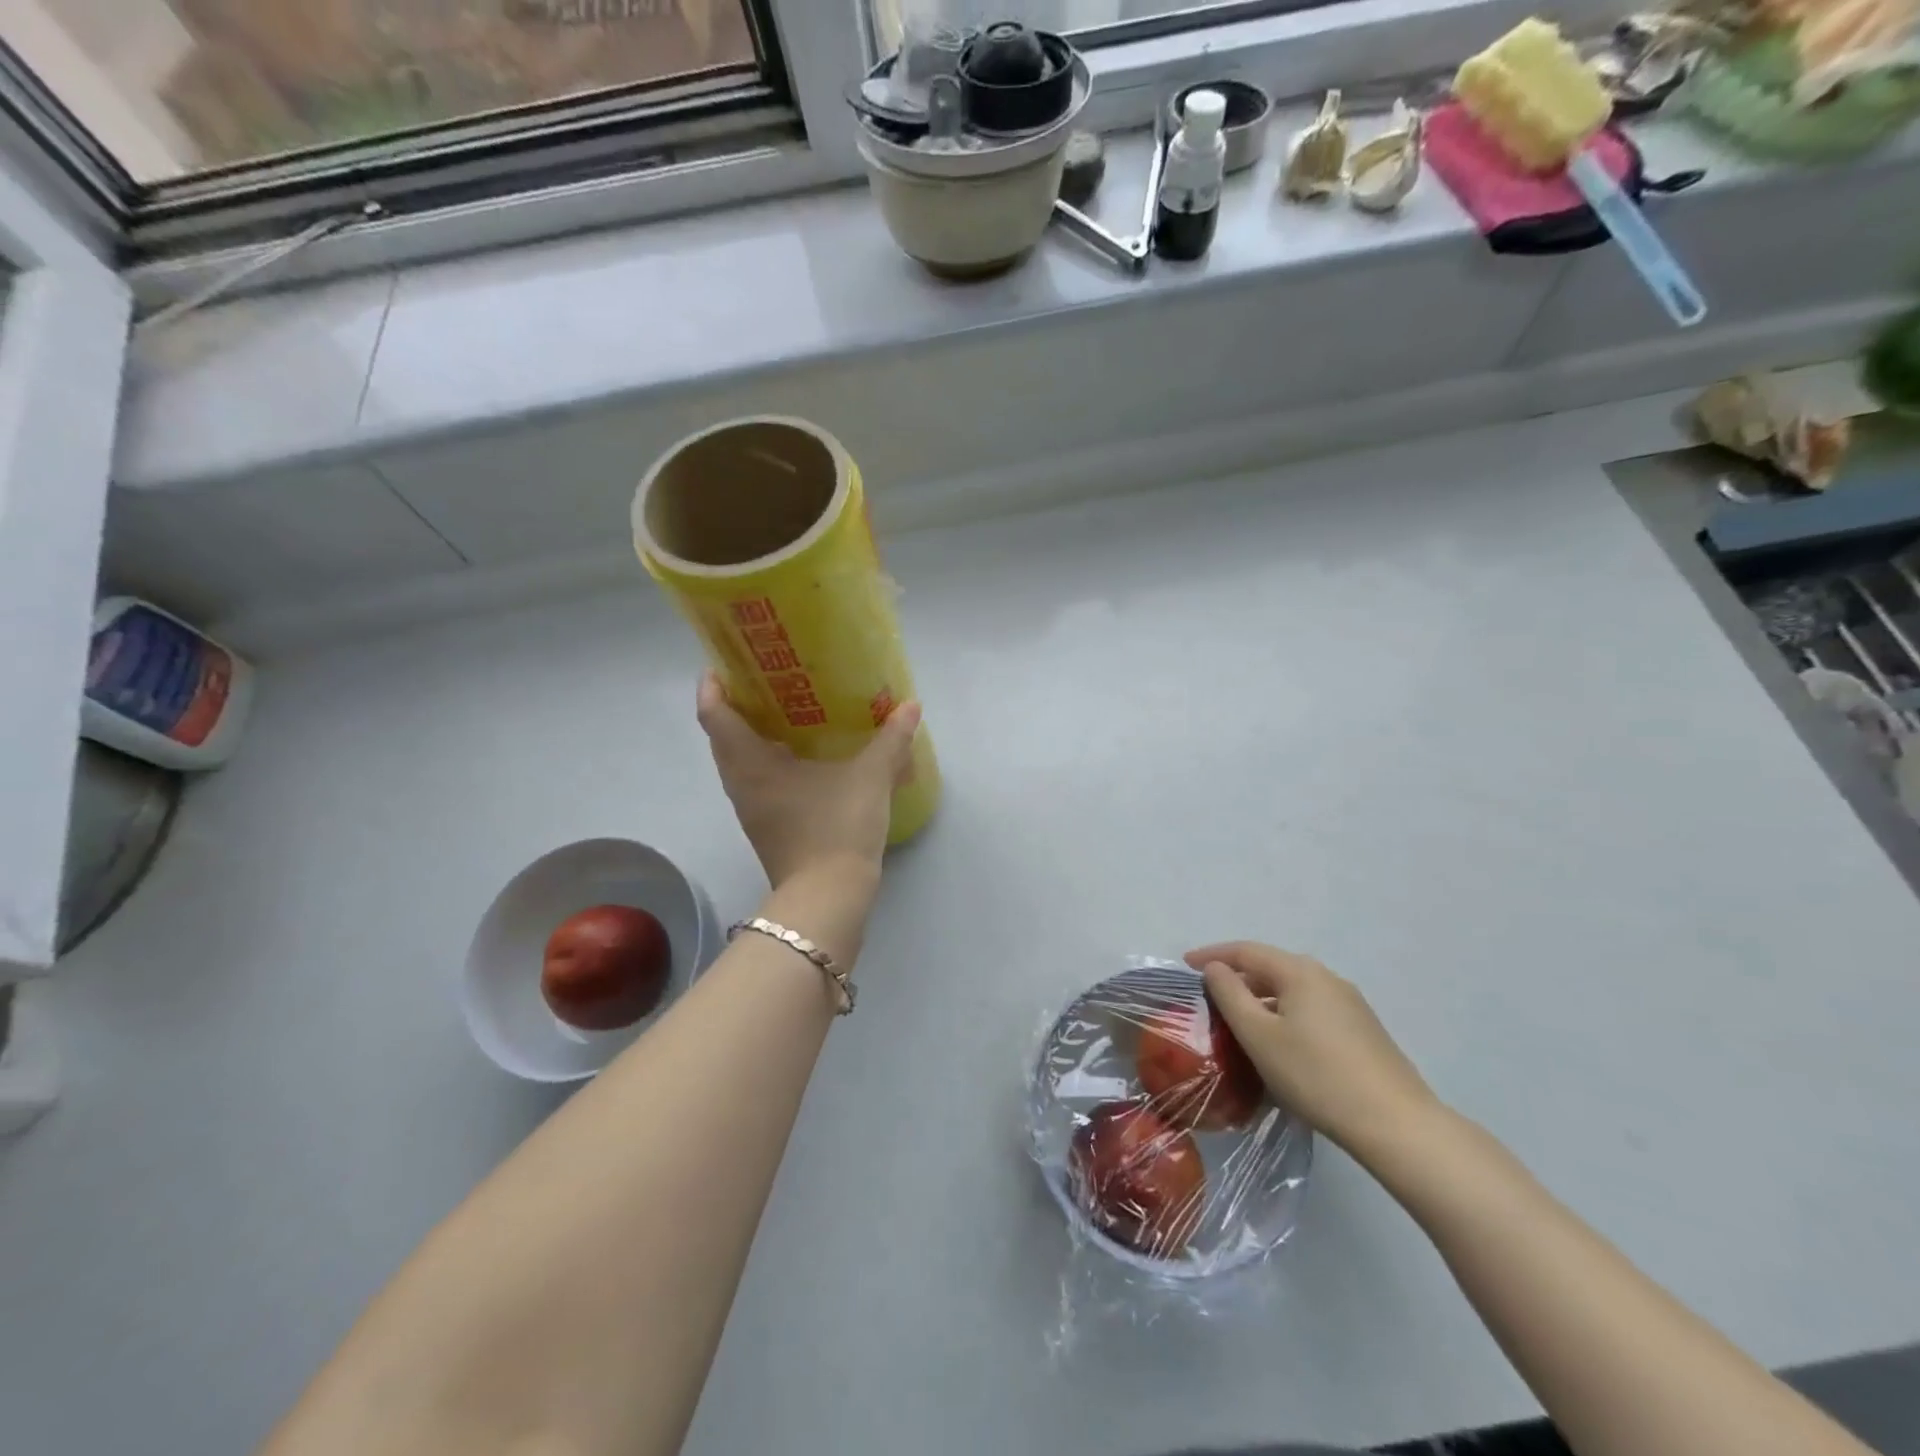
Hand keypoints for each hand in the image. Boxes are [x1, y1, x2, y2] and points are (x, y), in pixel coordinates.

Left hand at [696, 672, 921, 890]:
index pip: (715, 715)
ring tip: (787, 712)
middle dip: (736, 706)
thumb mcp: (871, 778)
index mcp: (751, 765)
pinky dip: (769, 761)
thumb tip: (910, 706)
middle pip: (722, 736)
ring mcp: (751, 809)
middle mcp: (741, 784)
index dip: (713, 685)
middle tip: (766, 680)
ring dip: (752, 735)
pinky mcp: (766, 827)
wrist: (829, 897)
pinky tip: (804, 756)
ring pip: (739, 761)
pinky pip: (756, 781)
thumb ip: (891, 740)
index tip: (725, 663)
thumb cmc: (838, 828)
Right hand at [1189, 941, 1441, 1160]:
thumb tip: (1216, 968)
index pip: (1246, 950)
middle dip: (1237, 977)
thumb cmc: (1316, 1075)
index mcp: (1300, 972)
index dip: (1212, 954)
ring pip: (1292, 991)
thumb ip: (1230, 995)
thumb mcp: (1259, 1036)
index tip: (1184, 965)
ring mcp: (1350, 1004)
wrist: (1397, 1125)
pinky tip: (1278, 1044)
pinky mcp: (1363, 1031)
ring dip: (1261, 999)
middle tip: (1208, 996)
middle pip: (1271, 967)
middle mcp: (1327, 978)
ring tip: (1238, 1023)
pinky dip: (1284, 1015)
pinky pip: (1310, 1010)